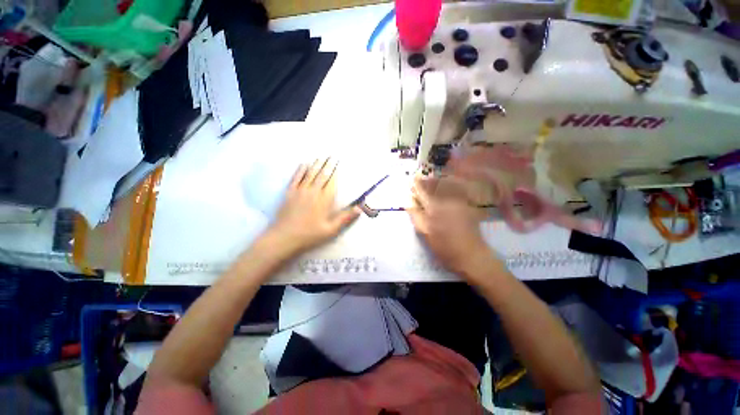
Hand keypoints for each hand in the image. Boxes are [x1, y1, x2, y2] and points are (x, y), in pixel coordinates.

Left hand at [265, 159, 360, 257]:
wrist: (284, 237)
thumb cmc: (309, 235)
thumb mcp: (331, 230)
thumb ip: (345, 218)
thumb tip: (360, 208)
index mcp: (324, 200)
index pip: (331, 181)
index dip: (336, 171)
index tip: (339, 162)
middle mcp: (313, 191)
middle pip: (322, 174)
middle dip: (328, 164)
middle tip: (332, 155)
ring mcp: (300, 191)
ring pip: (310, 173)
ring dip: (316, 164)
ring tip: (321, 156)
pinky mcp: (289, 193)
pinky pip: (296, 178)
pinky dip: (300, 170)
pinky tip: (304, 164)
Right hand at [407, 175, 492, 275]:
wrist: (470, 254)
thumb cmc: (443, 246)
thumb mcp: (424, 232)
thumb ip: (415, 214)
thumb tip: (408, 200)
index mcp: (434, 206)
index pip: (422, 189)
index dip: (416, 183)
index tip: (411, 181)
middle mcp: (447, 199)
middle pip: (435, 183)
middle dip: (426, 181)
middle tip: (420, 182)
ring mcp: (459, 200)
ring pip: (446, 184)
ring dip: (437, 182)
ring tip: (431, 183)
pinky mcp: (467, 204)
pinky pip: (457, 189)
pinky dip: (450, 185)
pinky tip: (446, 188)